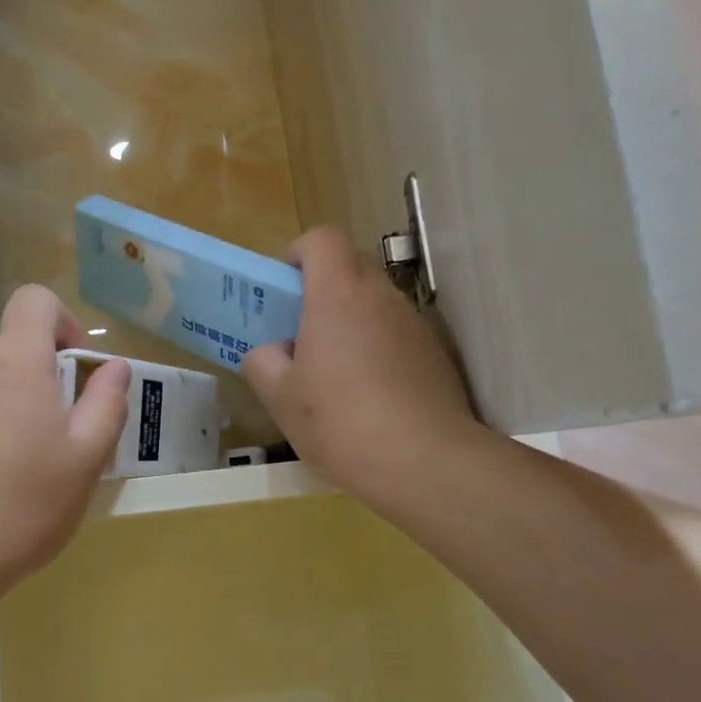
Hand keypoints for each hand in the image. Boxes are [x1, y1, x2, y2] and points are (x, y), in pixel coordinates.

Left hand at [0, 286, 130, 690]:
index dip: (64, 322)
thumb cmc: (20, 506)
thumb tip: (114, 366)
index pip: (36, 301)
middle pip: (15, 350)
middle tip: (61, 442)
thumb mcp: (85, 460)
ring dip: (13, 410)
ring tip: (22, 472)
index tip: (77, 370)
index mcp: (14, 362)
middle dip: (44, 382)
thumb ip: (106, 404)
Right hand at [243, 228, 482, 519]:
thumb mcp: (280, 397)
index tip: (285, 289)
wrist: (424, 462)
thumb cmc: (339, 421)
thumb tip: (272, 351)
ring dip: (353, 320)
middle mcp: (382, 296)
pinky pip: (398, 334)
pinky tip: (371, 397)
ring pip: (376, 302)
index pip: (321, 239)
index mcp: (338, 294)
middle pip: (351, 265)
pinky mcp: (438, 354)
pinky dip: (379, 348)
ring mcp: (416, 324)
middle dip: (323, 287)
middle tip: (302, 331)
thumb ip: (263, 361)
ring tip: (336, 372)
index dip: (299, 254)